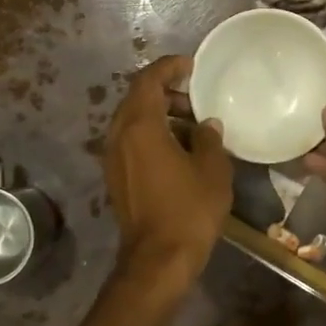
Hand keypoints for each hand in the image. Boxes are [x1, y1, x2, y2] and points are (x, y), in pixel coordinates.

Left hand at [104, 55, 231, 284]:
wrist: (159, 260)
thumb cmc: (189, 210)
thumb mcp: (212, 169)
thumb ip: (210, 139)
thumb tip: (206, 125)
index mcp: (140, 127)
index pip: (147, 80)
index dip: (168, 67)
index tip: (190, 65)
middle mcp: (118, 137)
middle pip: (136, 99)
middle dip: (165, 92)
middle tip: (196, 97)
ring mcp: (113, 159)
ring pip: (133, 122)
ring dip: (160, 115)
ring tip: (193, 124)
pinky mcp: (116, 178)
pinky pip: (132, 142)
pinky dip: (153, 134)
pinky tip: (180, 149)